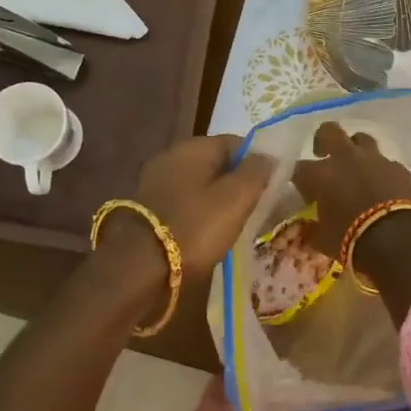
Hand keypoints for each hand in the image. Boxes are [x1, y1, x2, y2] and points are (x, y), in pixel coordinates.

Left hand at [123, 134, 275, 275]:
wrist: (139, 268)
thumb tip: (267, 157)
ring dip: (218, 200)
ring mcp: (155, 182)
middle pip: (216, 163)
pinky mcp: (147, 208)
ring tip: (236, 224)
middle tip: (256, 208)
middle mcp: (170, 156)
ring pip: (199, 184)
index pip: (236, 142)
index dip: (257, 162)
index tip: (271, 187)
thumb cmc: (195, 228)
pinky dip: (199, 213)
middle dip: (238, 182)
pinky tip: (209, 233)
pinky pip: (184, 202)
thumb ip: (257, 172)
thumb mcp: (237, 198)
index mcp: (192, 147)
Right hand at [290, 122, 410, 260]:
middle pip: (329, 131)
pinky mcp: (400, 168)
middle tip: (325, 155)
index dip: (299, 177)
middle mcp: (345, 158)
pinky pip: (386, 163)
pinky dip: (382, 172)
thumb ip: (312, 231)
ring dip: (356, 150)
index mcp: (320, 175)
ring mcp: (375, 160)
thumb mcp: (324, 241)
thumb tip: (307, 230)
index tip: (303, 189)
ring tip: (357, 168)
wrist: (399, 241)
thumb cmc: (352, 241)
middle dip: (324, 140)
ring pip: (362, 139)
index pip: (298, 167)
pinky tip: (384, 186)